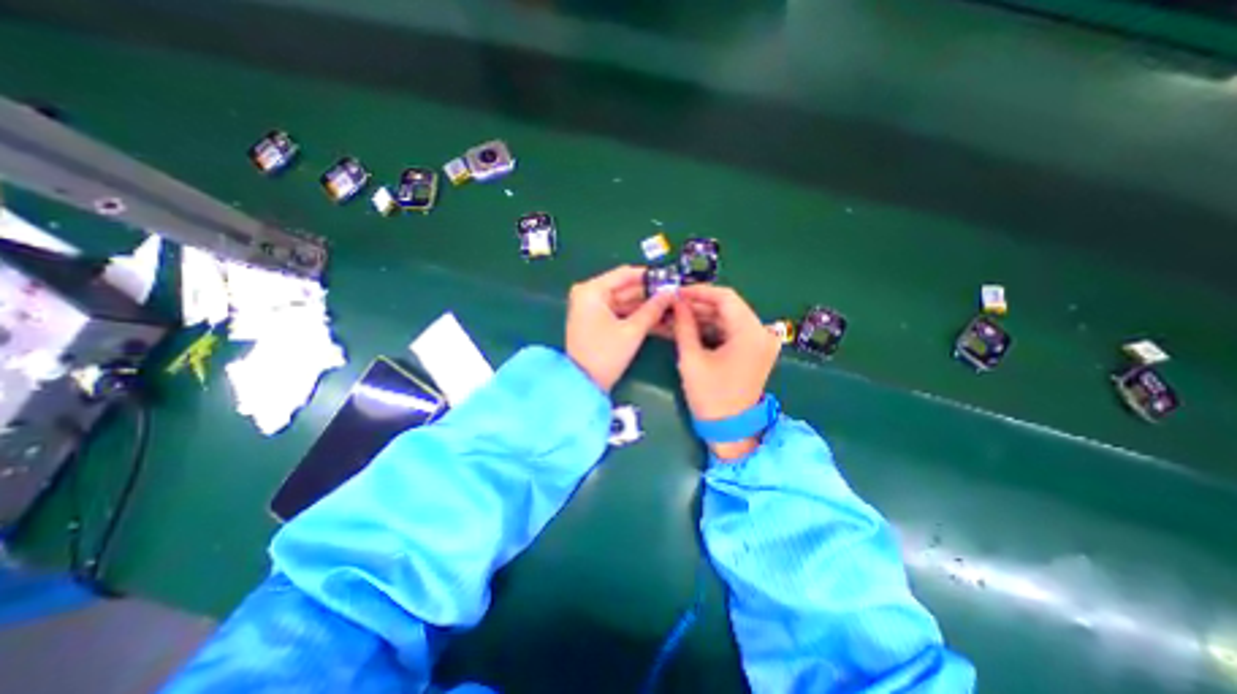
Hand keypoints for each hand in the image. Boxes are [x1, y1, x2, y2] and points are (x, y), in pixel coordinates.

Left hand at [564, 266, 672, 391]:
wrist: (583, 384)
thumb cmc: (605, 355)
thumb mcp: (632, 331)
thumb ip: (652, 309)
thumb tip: (671, 294)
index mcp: (592, 290)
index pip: (625, 274)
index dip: (650, 276)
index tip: (671, 279)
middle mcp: (589, 294)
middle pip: (625, 288)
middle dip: (650, 294)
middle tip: (675, 296)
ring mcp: (591, 308)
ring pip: (624, 302)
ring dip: (645, 306)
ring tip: (670, 308)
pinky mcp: (595, 321)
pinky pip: (619, 313)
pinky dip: (635, 316)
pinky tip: (657, 318)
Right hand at [674, 285, 775, 457]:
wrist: (731, 429)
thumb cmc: (710, 396)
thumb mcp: (692, 359)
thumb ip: (684, 326)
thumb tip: (676, 302)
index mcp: (750, 333)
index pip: (725, 298)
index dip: (699, 292)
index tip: (676, 291)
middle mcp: (761, 332)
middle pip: (728, 307)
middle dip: (698, 304)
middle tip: (673, 304)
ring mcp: (761, 341)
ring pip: (728, 318)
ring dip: (703, 315)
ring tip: (677, 315)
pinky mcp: (755, 349)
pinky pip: (732, 330)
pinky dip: (712, 327)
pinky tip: (691, 327)